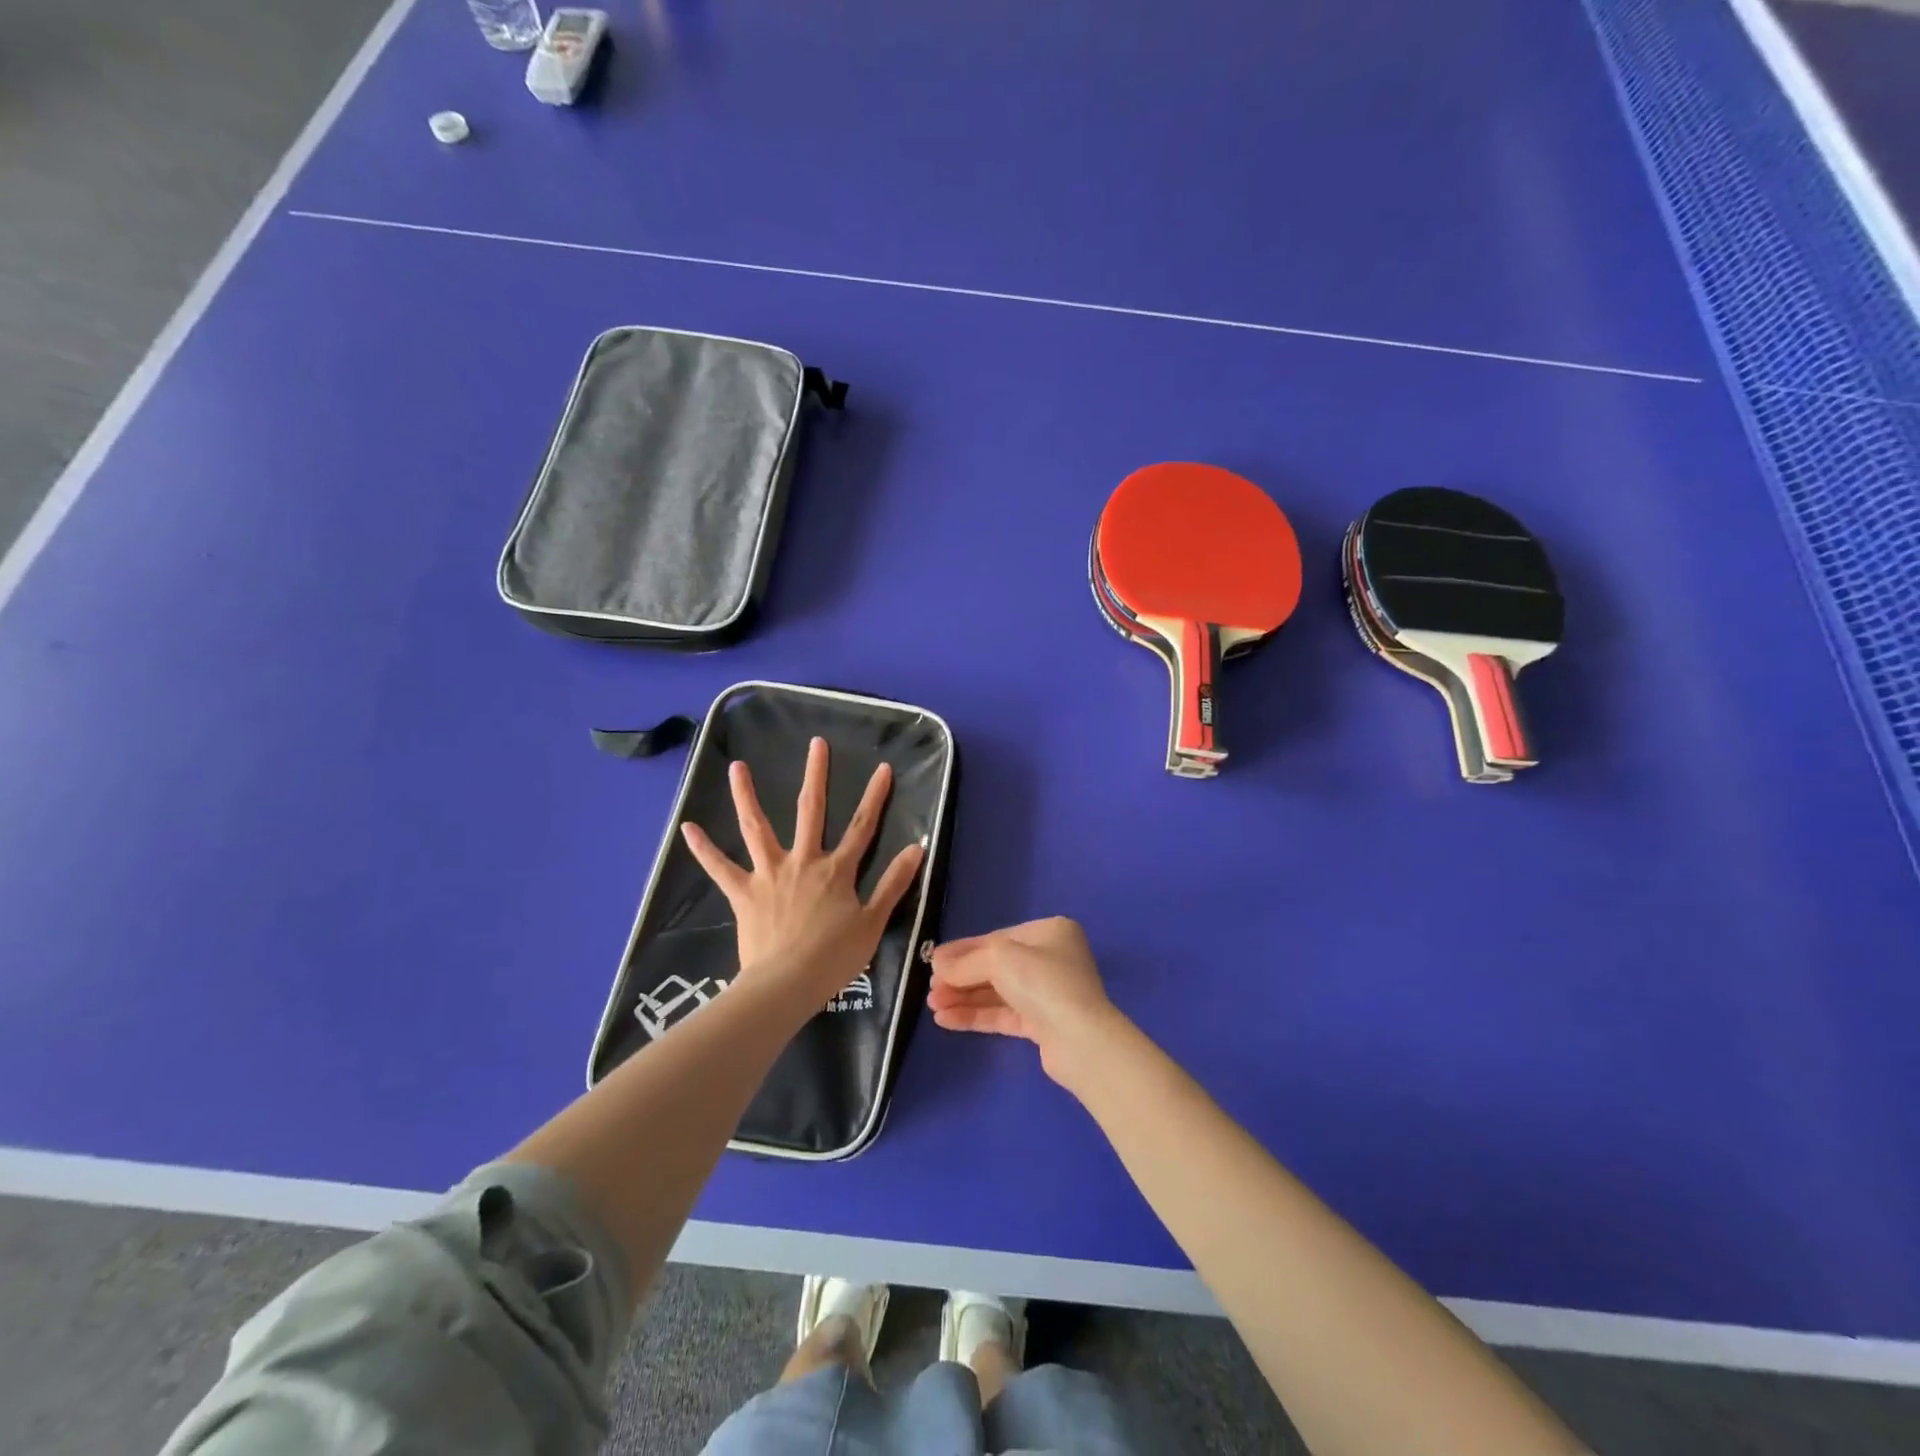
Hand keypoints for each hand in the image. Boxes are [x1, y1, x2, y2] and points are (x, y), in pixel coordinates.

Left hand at [681, 737, 925, 1002]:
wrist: (787, 984)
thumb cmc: (834, 957)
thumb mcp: (873, 922)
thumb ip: (894, 883)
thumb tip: (917, 847)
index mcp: (837, 870)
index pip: (862, 826)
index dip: (875, 796)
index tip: (883, 768)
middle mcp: (802, 861)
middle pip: (810, 811)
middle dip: (816, 775)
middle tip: (816, 744)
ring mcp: (769, 873)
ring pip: (756, 828)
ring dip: (746, 796)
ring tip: (737, 767)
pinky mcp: (744, 892)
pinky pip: (720, 868)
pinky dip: (703, 849)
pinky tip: (687, 828)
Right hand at [927, 917, 1119, 1085]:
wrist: (1080, 1040)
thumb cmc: (1043, 982)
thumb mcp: (999, 959)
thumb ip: (965, 961)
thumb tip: (937, 963)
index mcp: (1049, 932)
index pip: (997, 938)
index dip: (963, 950)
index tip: (933, 961)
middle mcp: (1050, 959)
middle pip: (995, 966)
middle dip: (961, 978)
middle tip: (930, 988)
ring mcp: (1047, 993)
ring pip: (997, 992)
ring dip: (964, 998)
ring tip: (932, 1006)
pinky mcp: (1042, 1024)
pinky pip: (1002, 1015)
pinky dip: (975, 1015)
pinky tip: (946, 1020)